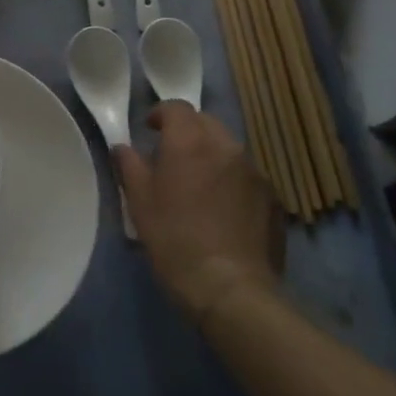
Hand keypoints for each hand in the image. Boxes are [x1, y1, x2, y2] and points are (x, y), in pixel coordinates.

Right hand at [115, 102, 283, 325]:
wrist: (231, 287)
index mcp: (190, 141)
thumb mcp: (139, 201)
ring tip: (198, 183)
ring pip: (228, 148)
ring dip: (211, 155)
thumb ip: (129, 165)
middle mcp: (226, 146)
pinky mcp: (273, 198)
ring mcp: (254, 171)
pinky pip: (246, 175)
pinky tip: (222, 209)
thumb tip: (123, 147)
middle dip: (188, 131)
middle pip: (206, 122)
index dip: (160, 113)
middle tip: (171, 155)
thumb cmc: (174, 238)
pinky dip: (231, 180)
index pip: (176, 107)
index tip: (149, 130)